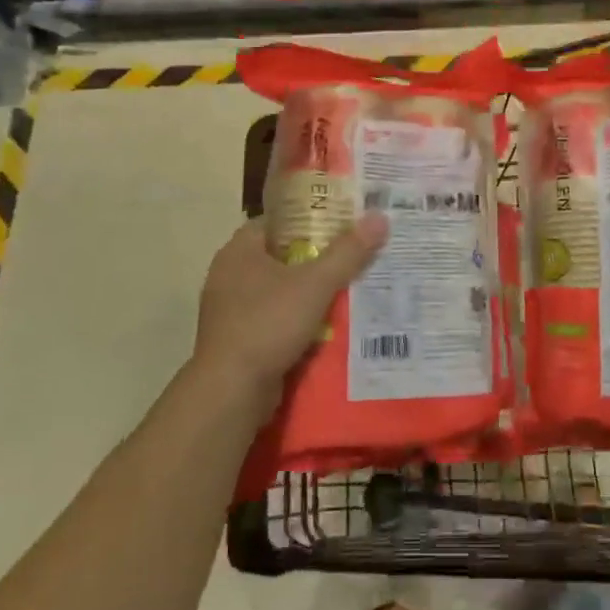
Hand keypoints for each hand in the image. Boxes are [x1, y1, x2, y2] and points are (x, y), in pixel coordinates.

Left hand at [190, 214, 388, 404]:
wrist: (231, 391)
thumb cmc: (268, 324)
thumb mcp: (315, 284)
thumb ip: (348, 252)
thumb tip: (380, 218)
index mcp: (239, 251)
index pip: (278, 221)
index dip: (311, 218)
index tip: (344, 222)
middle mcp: (229, 275)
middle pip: (282, 256)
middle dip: (318, 257)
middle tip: (355, 254)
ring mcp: (231, 310)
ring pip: (280, 290)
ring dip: (310, 292)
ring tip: (351, 288)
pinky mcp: (239, 339)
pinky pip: (276, 319)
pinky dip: (299, 320)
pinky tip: (329, 325)